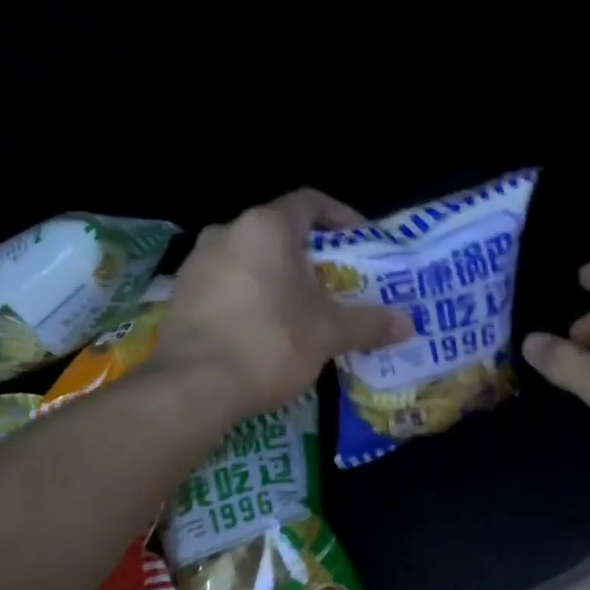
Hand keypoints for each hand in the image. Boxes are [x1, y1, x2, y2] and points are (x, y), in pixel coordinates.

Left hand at [156, 189, 413, 420]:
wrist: (193, 386)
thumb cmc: (270, 342)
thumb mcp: (329, 333)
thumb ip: (369, 323)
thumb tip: (408, 325)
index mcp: (266, 227)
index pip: (311, 202)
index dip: (342, 217)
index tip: (362, 242)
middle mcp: (227, 232)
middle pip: (280, 232)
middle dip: (312, 256)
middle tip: (337, 283)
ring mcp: (197, 262)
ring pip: (251, 259)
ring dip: (280, 277)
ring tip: (303, 310)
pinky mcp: (180, 294)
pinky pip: (227, 284)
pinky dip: (252, 296)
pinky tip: (265, 330)